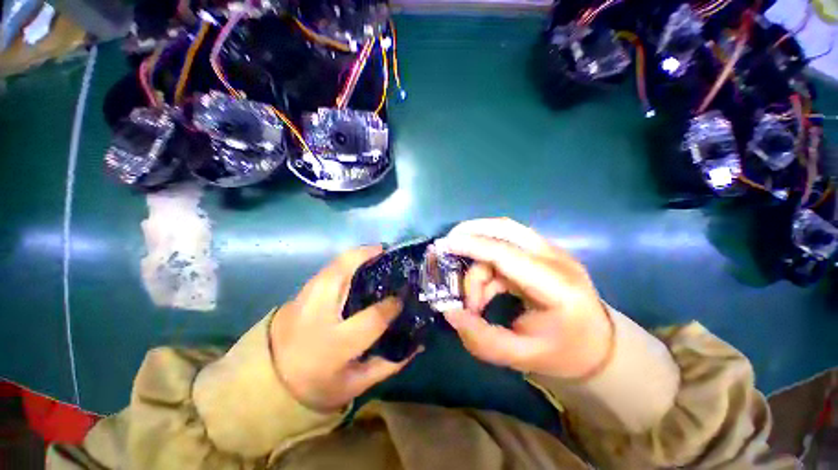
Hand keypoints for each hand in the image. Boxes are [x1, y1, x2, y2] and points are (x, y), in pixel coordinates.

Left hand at [270, 247, 414, 412]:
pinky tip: (357, 264)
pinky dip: (345, 261)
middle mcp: (317, 316)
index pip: (372, 318)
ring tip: (375, 253)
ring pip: (332, 265)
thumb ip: (389, 363)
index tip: (403, 297)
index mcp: (334, 345)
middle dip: (366, 256)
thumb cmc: (316, 385)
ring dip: (356, 254)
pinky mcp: (299, 293)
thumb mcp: (355, 384)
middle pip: (342, 273)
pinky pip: (327, 269)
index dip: (392, 305)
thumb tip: (418, 343)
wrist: (267, 381)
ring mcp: (303, 300)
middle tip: (387, 253)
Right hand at [436, 218, 613, 378]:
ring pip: (501, 236)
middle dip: (472, 232)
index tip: (444, 246)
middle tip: (448, 246)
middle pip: (506, 228)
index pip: (507, 254)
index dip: (472, 246)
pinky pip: (505, 247)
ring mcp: (550, 252)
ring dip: (478, 259)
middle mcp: (555, 259)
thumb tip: (450, 312)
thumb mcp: (522, 358)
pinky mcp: (541, 254)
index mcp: (557, 286)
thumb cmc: (563, 353)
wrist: (598, 346)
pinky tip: (484, 291)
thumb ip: (481, 339)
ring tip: (472, 298)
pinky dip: (486, 264)